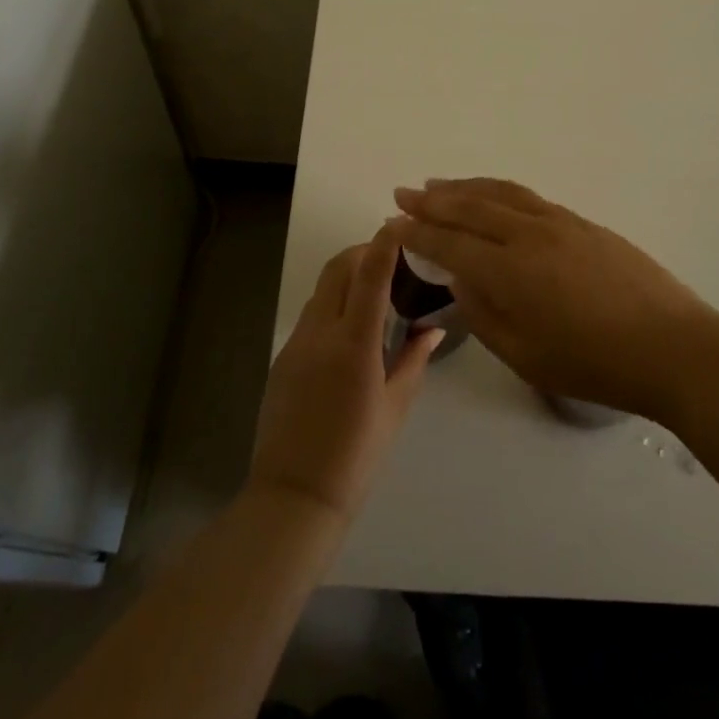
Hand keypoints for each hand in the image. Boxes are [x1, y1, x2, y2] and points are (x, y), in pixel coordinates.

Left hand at [248, 224, 440, 523]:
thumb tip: (434, 328)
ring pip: (322, 289)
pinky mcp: (284, 356)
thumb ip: (414, 359)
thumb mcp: (395, 407)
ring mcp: (297, 343)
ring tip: (374, 286)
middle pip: (338, 269)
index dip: (383, 244)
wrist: (295, 494)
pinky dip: (333, 302)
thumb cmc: (356, 455)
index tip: (398, 224)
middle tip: (389, 255)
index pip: (370, 276)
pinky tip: (351, 325)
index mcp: (354, 344)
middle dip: (363, 251)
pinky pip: (311, 314)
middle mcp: (321, 332)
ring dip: (346, 275)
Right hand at [391, 178, 718, 422]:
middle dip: (432, 201)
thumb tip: (461, 278)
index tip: (392, 224)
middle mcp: (529, 234)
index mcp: (510, 270)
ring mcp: (559, 223)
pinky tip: (492, 194)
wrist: (673, 347)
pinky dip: (498, 189)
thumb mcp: (527, 356)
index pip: (450, 244)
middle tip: (403, 193)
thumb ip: (484, 315)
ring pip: (499, 193)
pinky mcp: (582, 222)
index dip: (417, 234)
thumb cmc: (595, 364)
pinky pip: (527, 196)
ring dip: (463, 186)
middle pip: (470, 207)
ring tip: (437, 184)